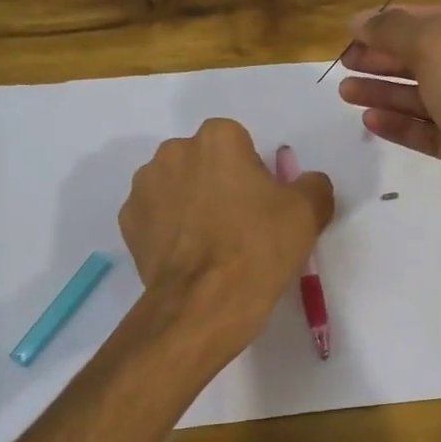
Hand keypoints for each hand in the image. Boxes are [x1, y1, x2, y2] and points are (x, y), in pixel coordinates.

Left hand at [119, 118, 334, 354]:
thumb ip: (312, 185)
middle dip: (218, 184)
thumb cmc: (258, 247)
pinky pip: (156, 217)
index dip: (255, 175)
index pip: (241, 145)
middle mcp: (173, 152)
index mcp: (217, 138)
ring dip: (191, 204)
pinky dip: (169, 230)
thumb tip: (306, 184)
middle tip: (240, 225)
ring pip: (177, 188)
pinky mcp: (128, 222)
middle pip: (205, 162)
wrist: (205, 303)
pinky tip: (188, 258)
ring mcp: (144, 187)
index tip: (263, 206)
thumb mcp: (308, 212)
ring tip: (211, 245)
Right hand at [336, 6, 440, 254]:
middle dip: (390, 59)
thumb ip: (398, 30)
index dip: (402, 21)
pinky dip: (403, 125)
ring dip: (389, 92)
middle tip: (347, 63)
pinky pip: (435, 133)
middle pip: (439, 59)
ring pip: (433, 98)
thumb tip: (362, 21)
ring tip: (346, 92)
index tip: (357, 29)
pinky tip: (371, 121)